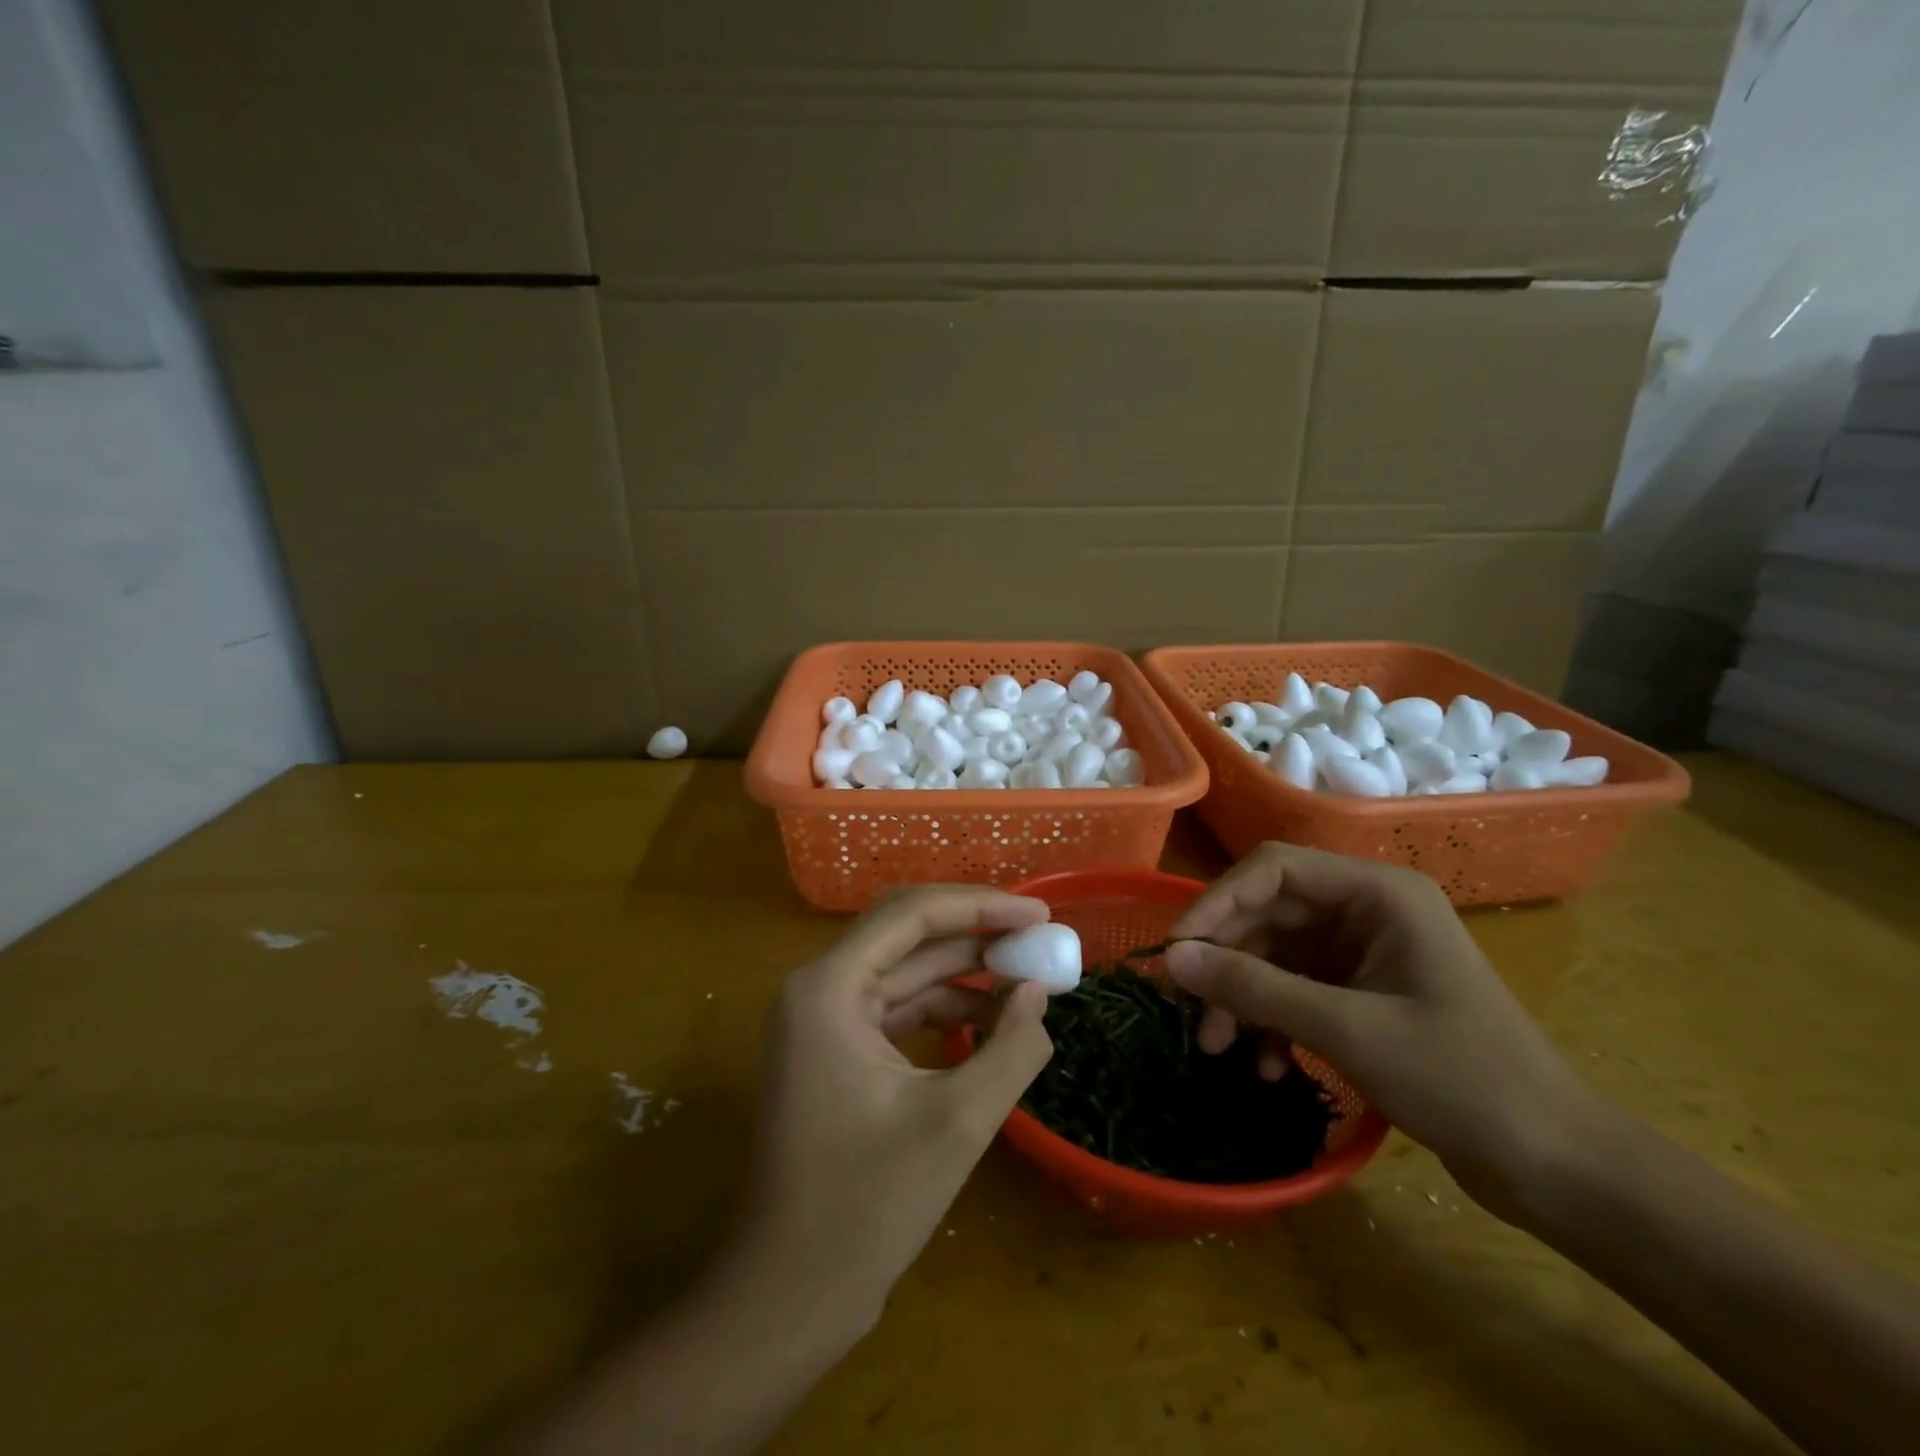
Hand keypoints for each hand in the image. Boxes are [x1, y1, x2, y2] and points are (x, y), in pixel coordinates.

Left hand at [738, 885, 1056, 1321]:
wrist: (790, 1295)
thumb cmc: (867, 1206)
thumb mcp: (957, 1122)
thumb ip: (1011, 1048)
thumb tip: (1038, 993)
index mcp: (829, 987)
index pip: (912, 915)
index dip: (982, 905)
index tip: (1040, 913)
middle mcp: (818, 988)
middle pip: (906, 934)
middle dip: (976, 933)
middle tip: (1040, 938)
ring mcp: (822, 1019)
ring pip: (904, 970)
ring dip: (965, 971)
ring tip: (1028, 978)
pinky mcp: (835, 1050)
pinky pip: (897, 1008)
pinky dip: (944, 1008)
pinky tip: (992, 1019)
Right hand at [1164, 844, 1597, 1217]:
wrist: (1556, 1166)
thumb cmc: (1462, 1081)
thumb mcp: (1346, 1030)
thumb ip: (1254, 988)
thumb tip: (1171, 961)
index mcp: (1379, 893)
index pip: (1273, 870)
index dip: (1217, 904)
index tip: (1176, 953)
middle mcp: (1368, 909)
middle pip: (1269, 913)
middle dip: (1227, 962)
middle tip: (1189, 1012)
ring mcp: (1366, 951)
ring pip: (1276, 954)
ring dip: (1244, 997)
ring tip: (1217, 1048)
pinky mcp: (1364, 991)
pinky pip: (1297, 988)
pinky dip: (1272, 1019)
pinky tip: (1264, 1064)